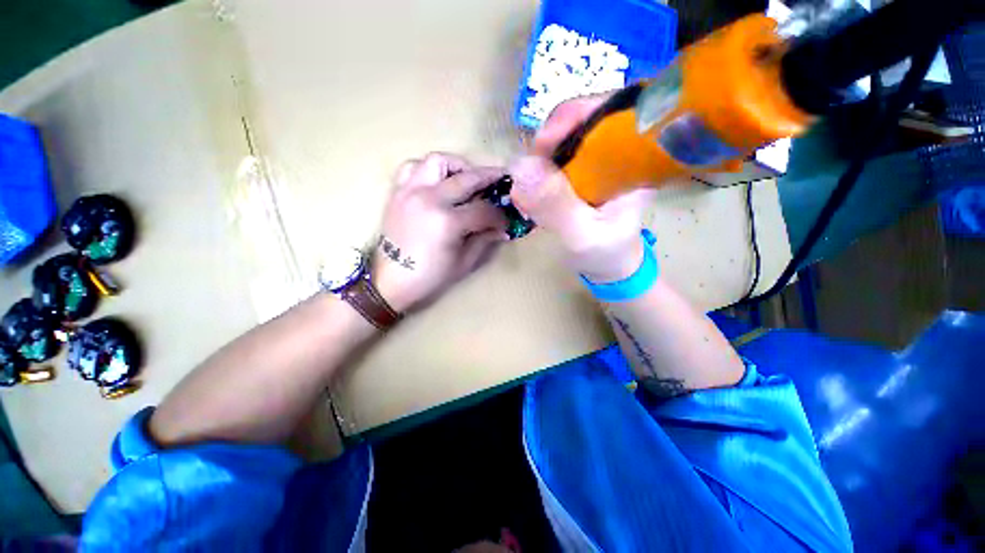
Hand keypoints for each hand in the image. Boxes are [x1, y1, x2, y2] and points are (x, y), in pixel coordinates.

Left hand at [372, 153, 508, 312]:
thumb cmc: (430, 277)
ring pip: (438, 161)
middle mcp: (430, 200)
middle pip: (467, 178)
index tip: (506, 221)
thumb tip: (502, 229)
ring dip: (457, 166)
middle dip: (489, 178)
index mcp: (448, 222)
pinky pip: (412, 167)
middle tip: (501, 180)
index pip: (484, 211)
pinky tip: (437, 181)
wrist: (390, 281)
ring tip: (466, 178)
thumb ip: (484, 241)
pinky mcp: (397, 193)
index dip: (499, 216)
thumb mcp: (463, 263)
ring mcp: (410, 192)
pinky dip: (428, 169)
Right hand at [508, 95, 653, 282]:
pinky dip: (538, 172)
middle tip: (529, 175)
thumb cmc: (605, 254)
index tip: (543, 144)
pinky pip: (555, 157)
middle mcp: (619, 149)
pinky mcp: (582, 170)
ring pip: (564, 137)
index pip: (610, 111)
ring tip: (529, 191)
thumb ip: (555, 205)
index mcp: (636, 158)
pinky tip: (532, 193)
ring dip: (539, 160)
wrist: (609, 266)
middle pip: (581, 118)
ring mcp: (598, 158)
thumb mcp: (581, 236)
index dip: (573, 116)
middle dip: (549, 142)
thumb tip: (520, 166)